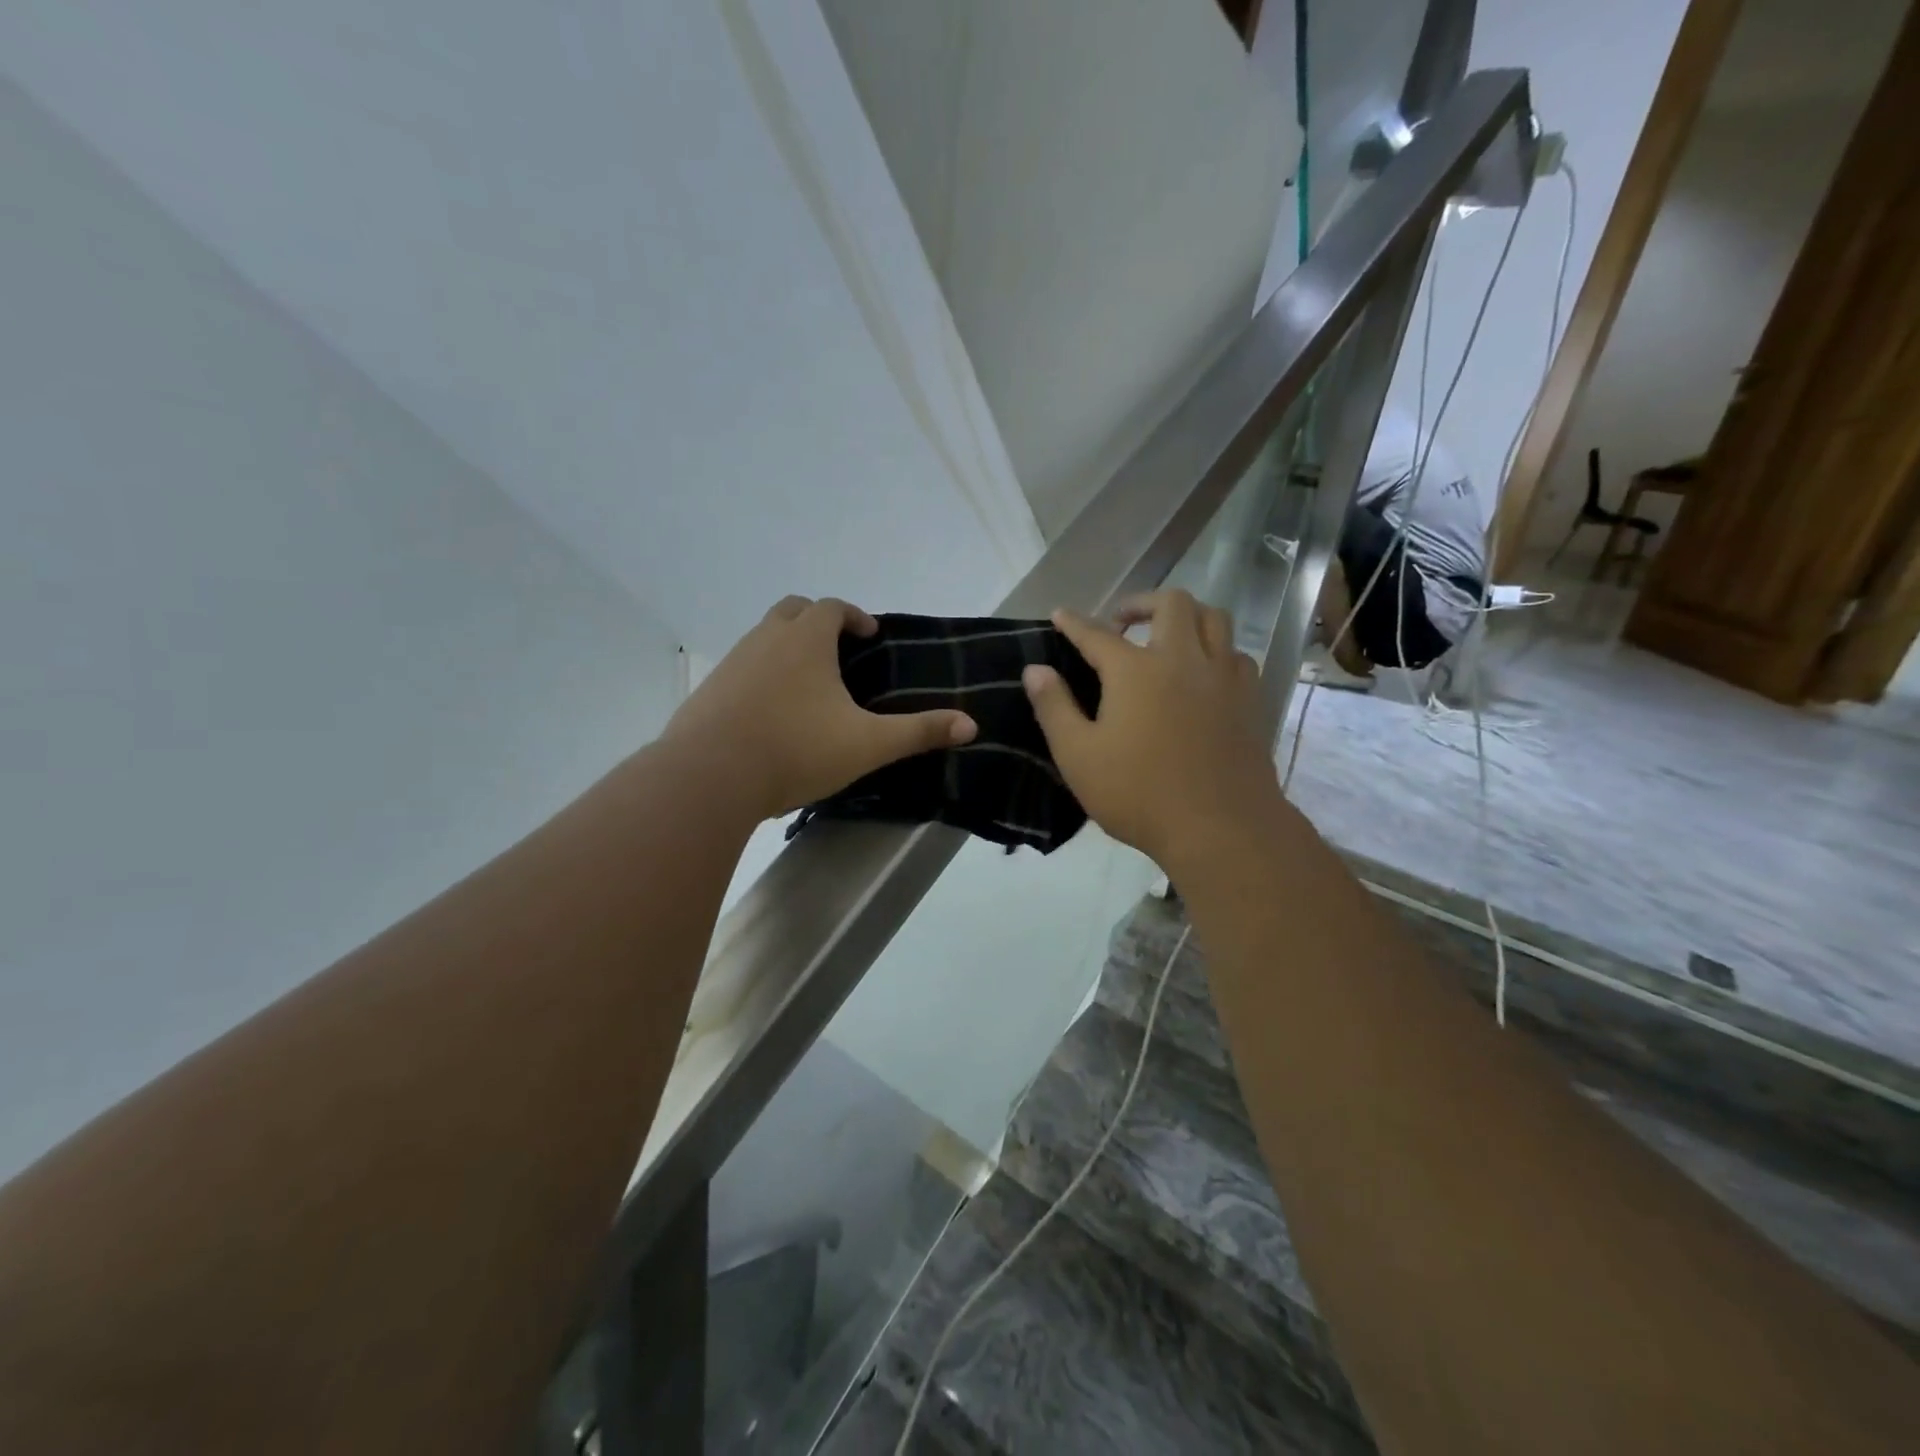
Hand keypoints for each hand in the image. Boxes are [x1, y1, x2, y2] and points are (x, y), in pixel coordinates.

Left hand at [663, 596, 976, 820]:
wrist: (709, 777)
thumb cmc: (796, 750)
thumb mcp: (867, 744)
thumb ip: (919, 732)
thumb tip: (971, 725)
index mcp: (806, 641)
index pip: (832, 607)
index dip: (854, 615)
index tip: (869, 634)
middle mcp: (765, 640)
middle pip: (792, 611)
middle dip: (817, 622)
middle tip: (837, 650)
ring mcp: (731, 664)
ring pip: (762, 639)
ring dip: (786, 649)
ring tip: (807, 687)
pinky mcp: (708, 692)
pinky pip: (741, 671)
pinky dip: (760, 678)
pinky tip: (770, 715)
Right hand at [1022, 589, 1280, 870]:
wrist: (1221, 827)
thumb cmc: (1139, 794)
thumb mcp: (1078, 756)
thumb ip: (1054, 708)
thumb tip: (1035, 670)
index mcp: (1135, 671)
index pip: (1097, 634)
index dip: (1075, 622)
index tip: (1061, 613)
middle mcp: (1183, 659)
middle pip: (1171, 603)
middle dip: (1141, 602)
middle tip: (1122, 622)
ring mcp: (1222, 677)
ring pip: (1214, 618)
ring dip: (1186, 616)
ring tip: (1167, 636)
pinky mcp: (1250, 699)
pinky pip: (1236, 654)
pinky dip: (1217, 650)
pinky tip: (1203, 674)